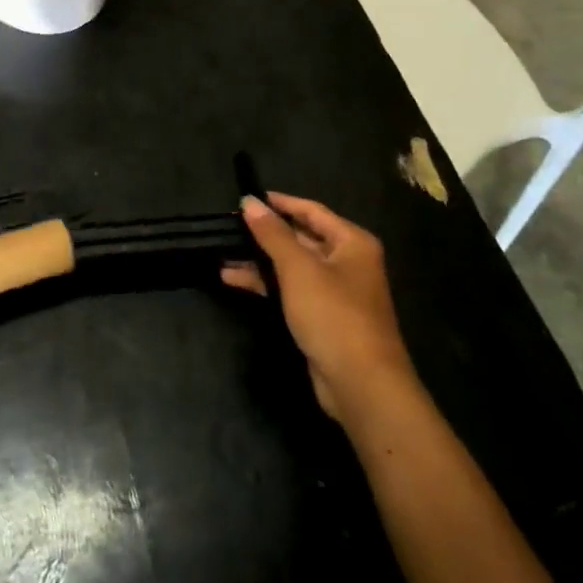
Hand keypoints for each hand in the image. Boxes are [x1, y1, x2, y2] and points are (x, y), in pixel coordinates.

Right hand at [224, 193, 416, 421]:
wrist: (361, 384)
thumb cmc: (333, 314)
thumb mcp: (298, 268)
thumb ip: (272, 233)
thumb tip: (249, 201)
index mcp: (351, 242)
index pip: (311, 210)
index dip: (279, 202)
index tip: (246, 198)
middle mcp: (347, 262)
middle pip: (300, 238)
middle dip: (264, 234)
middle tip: (228, 226)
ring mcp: (335, 291)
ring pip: (291, 266)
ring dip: (259, 261)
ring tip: (222, 254)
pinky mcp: (322, 317)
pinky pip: (290, 290)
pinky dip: (265, 284)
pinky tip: (233, 280)